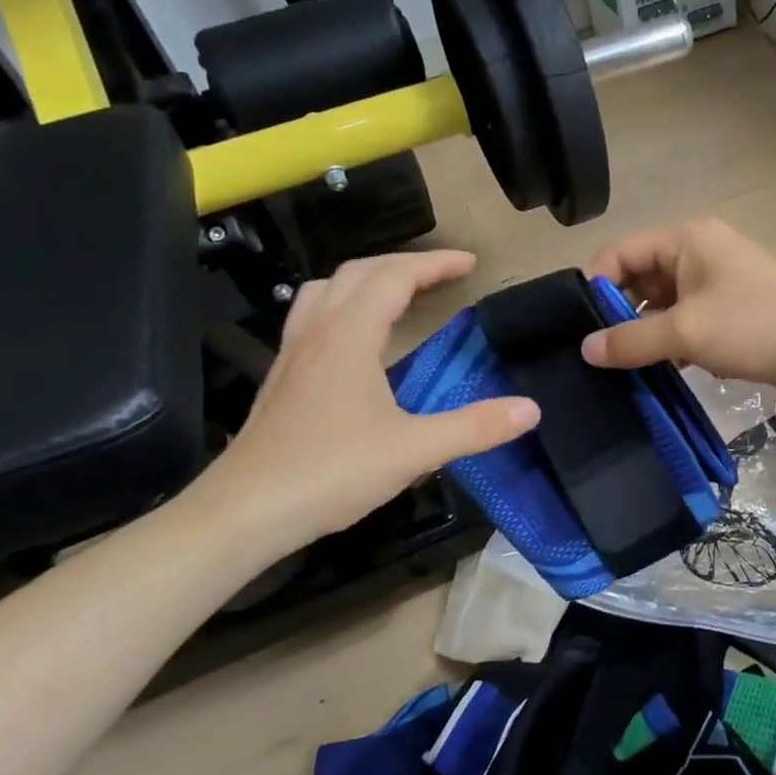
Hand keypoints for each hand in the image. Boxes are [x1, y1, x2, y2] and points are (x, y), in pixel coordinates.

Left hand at [190, 251, 538, 559]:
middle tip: (444, 273)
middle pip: (359, 272)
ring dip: (367, 277)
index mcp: (350, 336)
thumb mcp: (414, 450)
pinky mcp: (281, 376)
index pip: (395, 277)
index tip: (471, 262)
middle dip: (406, 263)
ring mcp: (293, 352)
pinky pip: (312, 315)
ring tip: (398, 291)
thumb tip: (530, 409)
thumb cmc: (330, 473)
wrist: (245, 512)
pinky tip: (355, 337)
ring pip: (326, 288)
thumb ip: (475, 428)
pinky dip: (342, 303)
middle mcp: (317, 331)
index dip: (435, 263)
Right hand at [581, 220, 775, 398]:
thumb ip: (631, 340)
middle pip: (639, 280)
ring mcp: (716, 287)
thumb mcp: (687, 332)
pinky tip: (657, 376)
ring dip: (644, 336)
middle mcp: (697, 255)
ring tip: (620, 372)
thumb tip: (585, 349)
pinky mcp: (731, 317)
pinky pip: (686, 326)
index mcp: (685, 241)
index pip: (620, 253)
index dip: (596, 286)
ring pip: (662, 307)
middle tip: (596, 357)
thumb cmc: (758, 326)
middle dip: (618, 315)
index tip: (580, 329)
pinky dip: (671, 347)